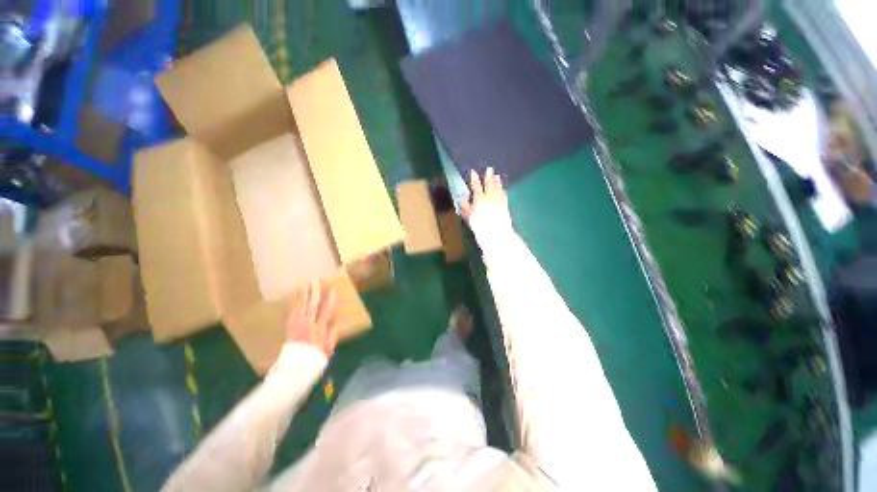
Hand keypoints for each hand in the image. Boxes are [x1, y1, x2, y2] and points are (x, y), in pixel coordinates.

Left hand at [286, 282, 337, 356]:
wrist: (293, 370)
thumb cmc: (313, 361)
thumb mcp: (327, 350)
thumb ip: (332, 334)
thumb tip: (336, 320)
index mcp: (318, 330)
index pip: (325, 311)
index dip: (330, 299)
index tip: (333, 289)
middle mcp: (307, 325)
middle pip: (311, 306)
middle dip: (314, 292)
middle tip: (315, 280)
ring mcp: (296, 325)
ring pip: (300, 306)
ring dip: (303, 295)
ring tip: (304, 284)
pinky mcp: (289, 327)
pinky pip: (292, 312)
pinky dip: (293, 303)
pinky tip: (294, 297)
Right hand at [459, 167, 508, 221]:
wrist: (494, 230)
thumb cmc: (479, 223)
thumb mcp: (468, 215)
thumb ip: (464, 206)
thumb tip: (459, 198)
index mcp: (479, 198)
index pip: (476, 186)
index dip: (474, 178)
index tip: (473, 172)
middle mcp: (490, 197)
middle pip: (489, 184)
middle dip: (489, 176)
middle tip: (490, 169)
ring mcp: (498, 200)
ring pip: (498, 188)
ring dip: (497, 182)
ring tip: (497, 176)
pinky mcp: (505, 205)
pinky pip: (504, 196)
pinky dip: (503, 191)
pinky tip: (503, 189)